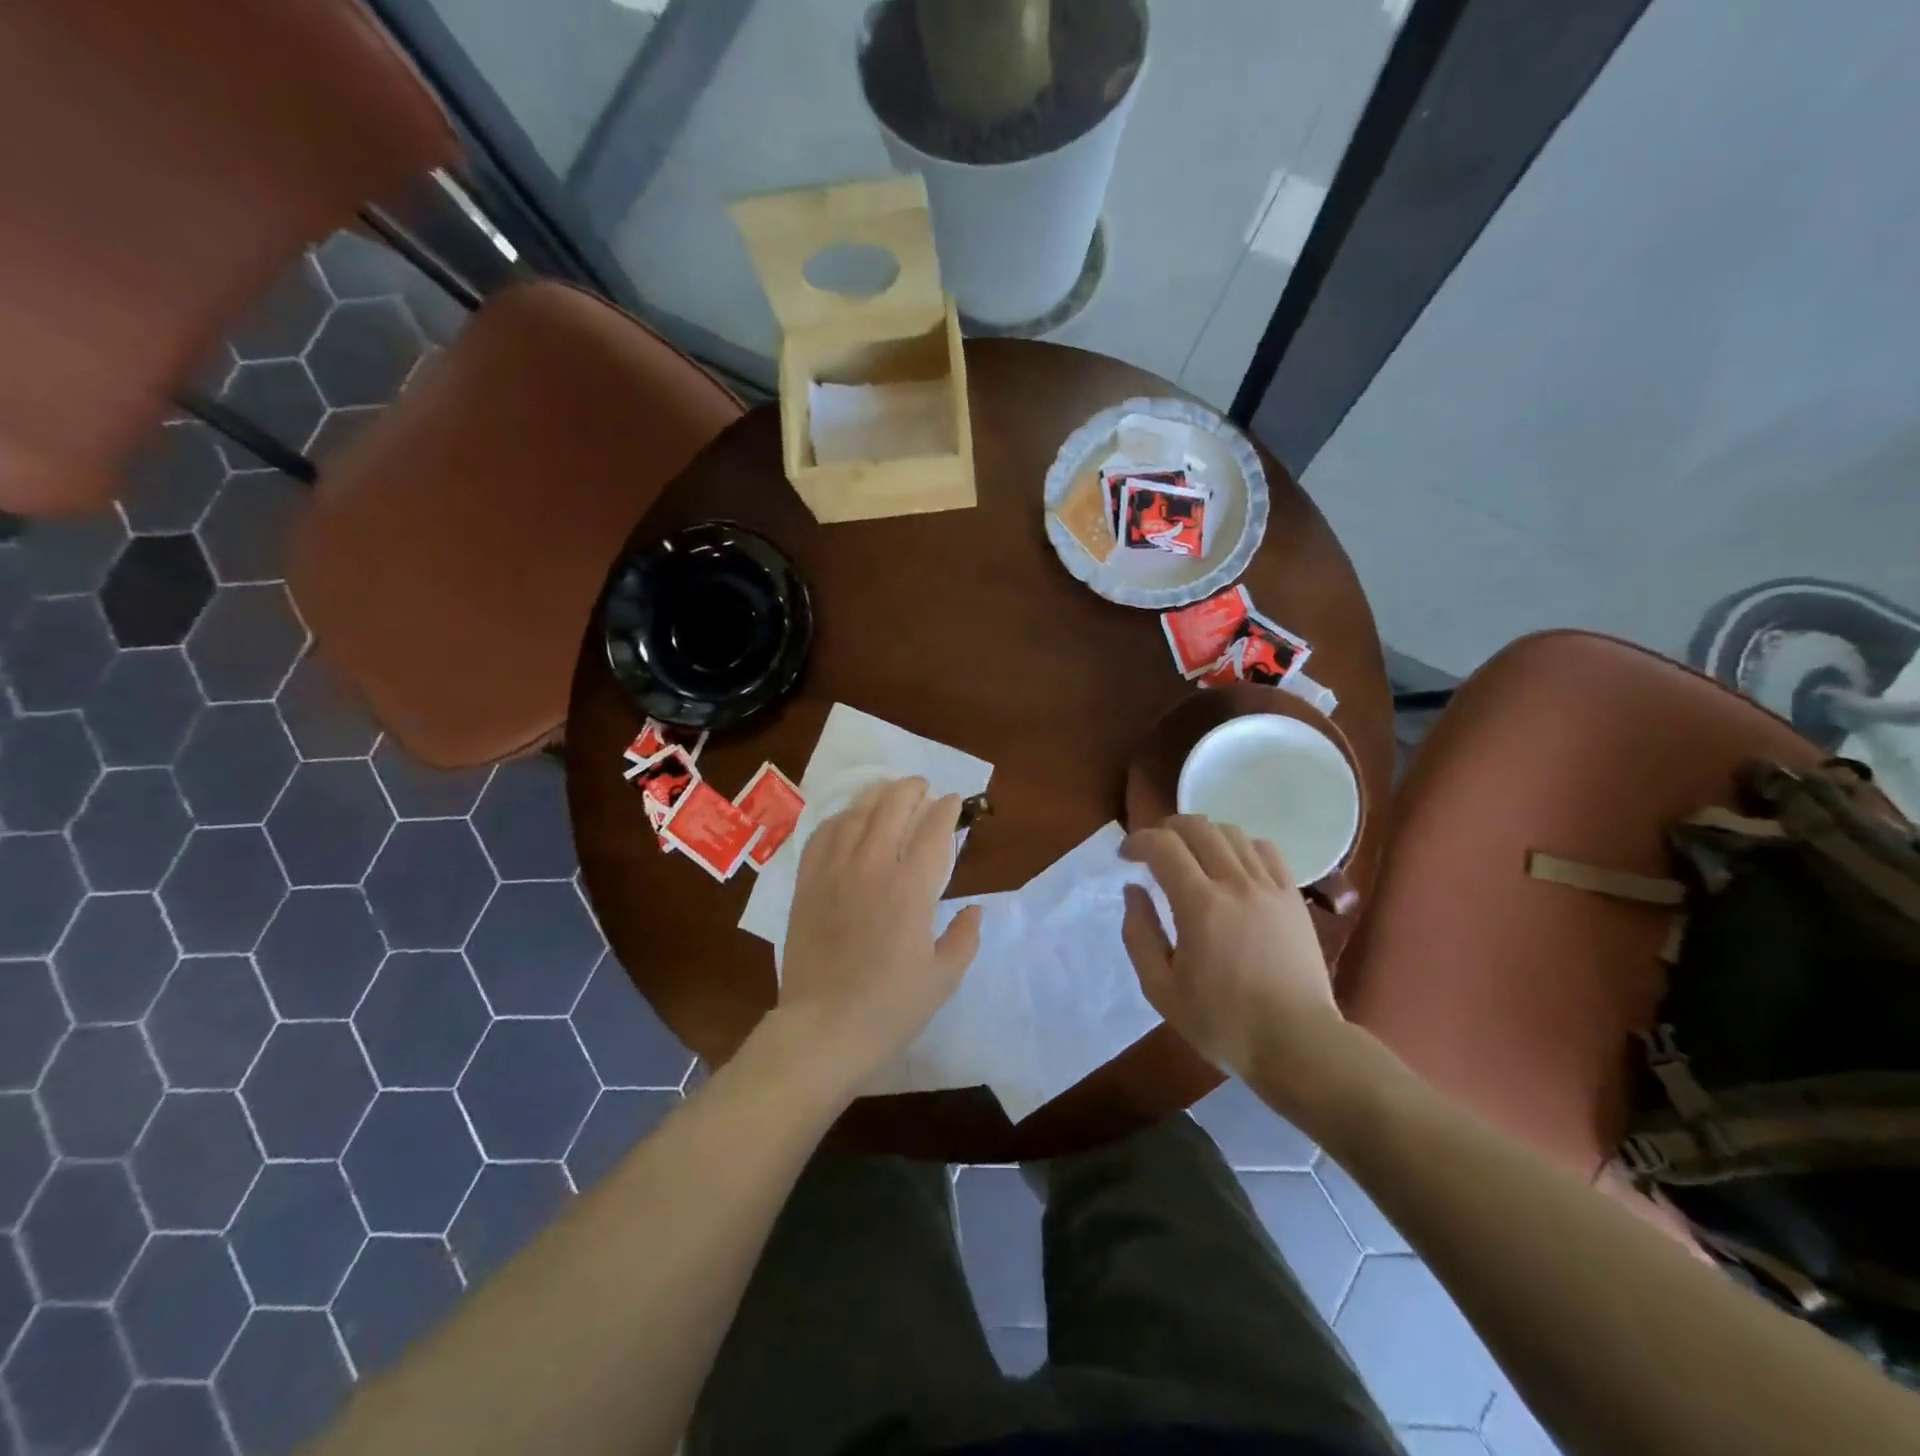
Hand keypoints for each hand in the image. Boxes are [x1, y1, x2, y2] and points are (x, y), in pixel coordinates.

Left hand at [776, 777, 981, 1088]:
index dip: (947, 810)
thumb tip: (974, 908)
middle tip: (923, 788)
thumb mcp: (943, 978)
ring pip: (856, 814)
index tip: (954, 802)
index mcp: (912, 890)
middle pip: (892, 808)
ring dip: (876, 795)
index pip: (933, 831)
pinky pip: (822, 835)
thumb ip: (964, 937)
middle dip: (911, 790)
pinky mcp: (807, 884)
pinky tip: (848, 819)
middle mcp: (873, 868)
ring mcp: (835, 872)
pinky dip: (840, 818)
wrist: (823, 1029)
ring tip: (888, 792)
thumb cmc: (890, 1008)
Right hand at [1121, 816, 1346, 1103]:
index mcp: (1199, 905)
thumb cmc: (1222, 1023)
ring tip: (1191, 856)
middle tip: (1153, 850)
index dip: (1137, 841)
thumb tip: (1133, 890)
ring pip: (1232, 832)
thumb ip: (1139, 934)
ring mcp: (1269, 887)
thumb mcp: (1160, 989)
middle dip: (1166, 829)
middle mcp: (1235, 884)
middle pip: (1197, 827)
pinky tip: (1232, 866)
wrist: (1297, 1043)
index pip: (1163, 845)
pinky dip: (1240, 846)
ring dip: (1202, 835)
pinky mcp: (1293, 897)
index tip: (1125, 856)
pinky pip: (1266, 850)